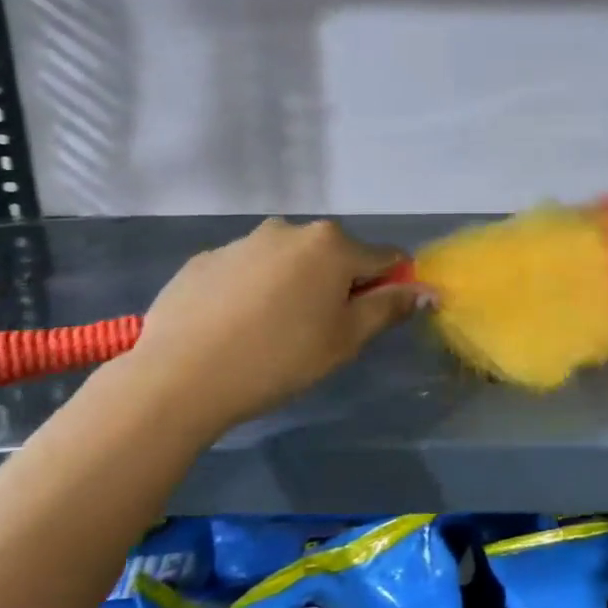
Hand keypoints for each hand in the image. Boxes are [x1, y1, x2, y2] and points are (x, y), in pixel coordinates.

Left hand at [130, 219, 420, 430]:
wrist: (179, 378)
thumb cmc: (280, 358)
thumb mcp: (347, 339)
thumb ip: (390, 307)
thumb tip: (428, 289)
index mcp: (332, 245)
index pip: (385, 257)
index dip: (389, 286)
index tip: (372, 319)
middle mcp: (290, 229)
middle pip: (334, 255)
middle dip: (338, 284)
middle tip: (320, 331)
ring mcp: (242, 241)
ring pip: (288, 261)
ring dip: (294, 285)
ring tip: (271, 331)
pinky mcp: (204, 260)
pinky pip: (246, 270)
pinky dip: (252, 291)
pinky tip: (235, 327)